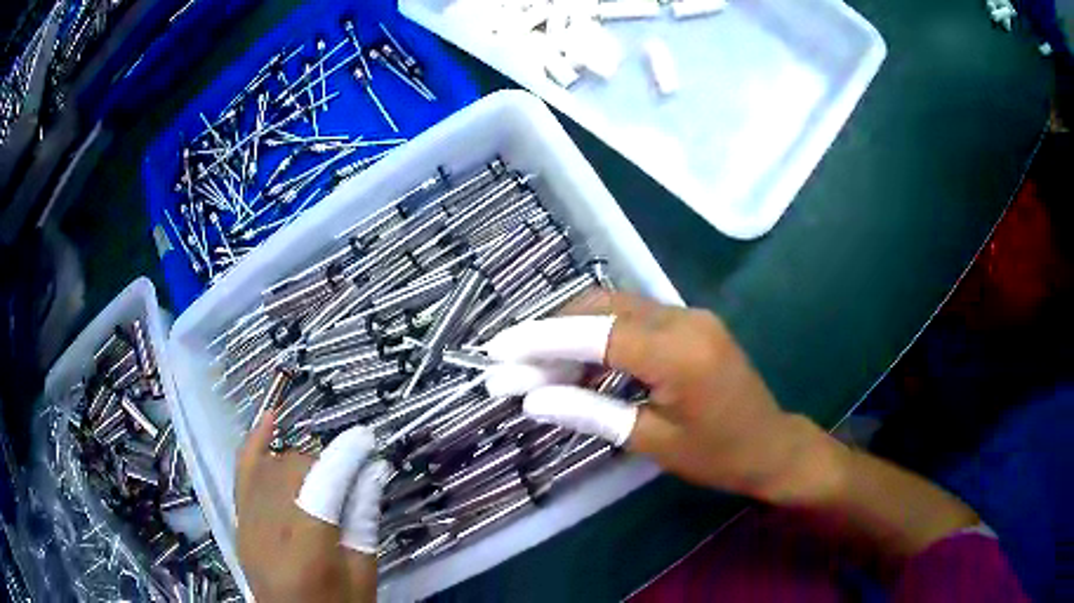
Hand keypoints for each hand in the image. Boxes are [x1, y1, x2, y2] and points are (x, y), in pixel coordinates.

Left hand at [236, 410, 385, 602]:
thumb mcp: (362, 574)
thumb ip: (363, 522)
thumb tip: (372, 471)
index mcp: (306, 549)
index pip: (322, 484)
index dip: (344, 455)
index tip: (366, 437)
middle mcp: (269, 528)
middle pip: (293, 469)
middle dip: (325, 462)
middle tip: (351, 477)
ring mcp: (248, 521)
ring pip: (271, 466)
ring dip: (300, 461)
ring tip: (322, 475)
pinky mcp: (239, 519)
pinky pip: (242, 471)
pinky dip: (255, 443)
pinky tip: (269, 418)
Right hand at [483, 291, 843, 502]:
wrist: (771, 445)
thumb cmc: (717, 455)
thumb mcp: (651, 442)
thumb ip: (590, 413)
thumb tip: (532, 400)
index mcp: (678, 353)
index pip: (595, 333)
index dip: (541, 338)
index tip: (499, 348)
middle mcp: (683, 319)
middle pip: (601, 308)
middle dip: (550, 330)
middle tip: (512, 359)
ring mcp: (689, 315)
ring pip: (615, 308)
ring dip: (572, 331)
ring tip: (535, 364)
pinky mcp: (690, 322)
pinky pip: (634, 318)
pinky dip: (599, 335)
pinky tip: (577, 361)